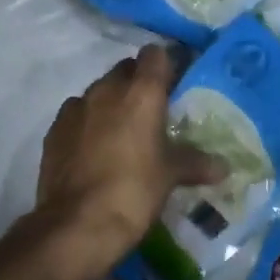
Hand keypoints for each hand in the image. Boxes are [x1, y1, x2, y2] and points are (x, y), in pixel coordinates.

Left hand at [31, 44, 225, 279]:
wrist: (77, 225)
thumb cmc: (134, 190)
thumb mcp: (171, 175)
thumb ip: (196, 163)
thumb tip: (224, 167)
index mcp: (142, 92)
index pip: (155, 54)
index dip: (166, 64)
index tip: (175, 83)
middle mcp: (107, 89)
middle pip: (126, 69)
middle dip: (139, 82)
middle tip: (153, 110)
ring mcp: (76, 107)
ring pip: (99, 90)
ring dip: (112, 102)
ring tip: (123, 132)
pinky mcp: (54, 130)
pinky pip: (77, 114)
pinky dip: (88, 122)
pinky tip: (95, 149)